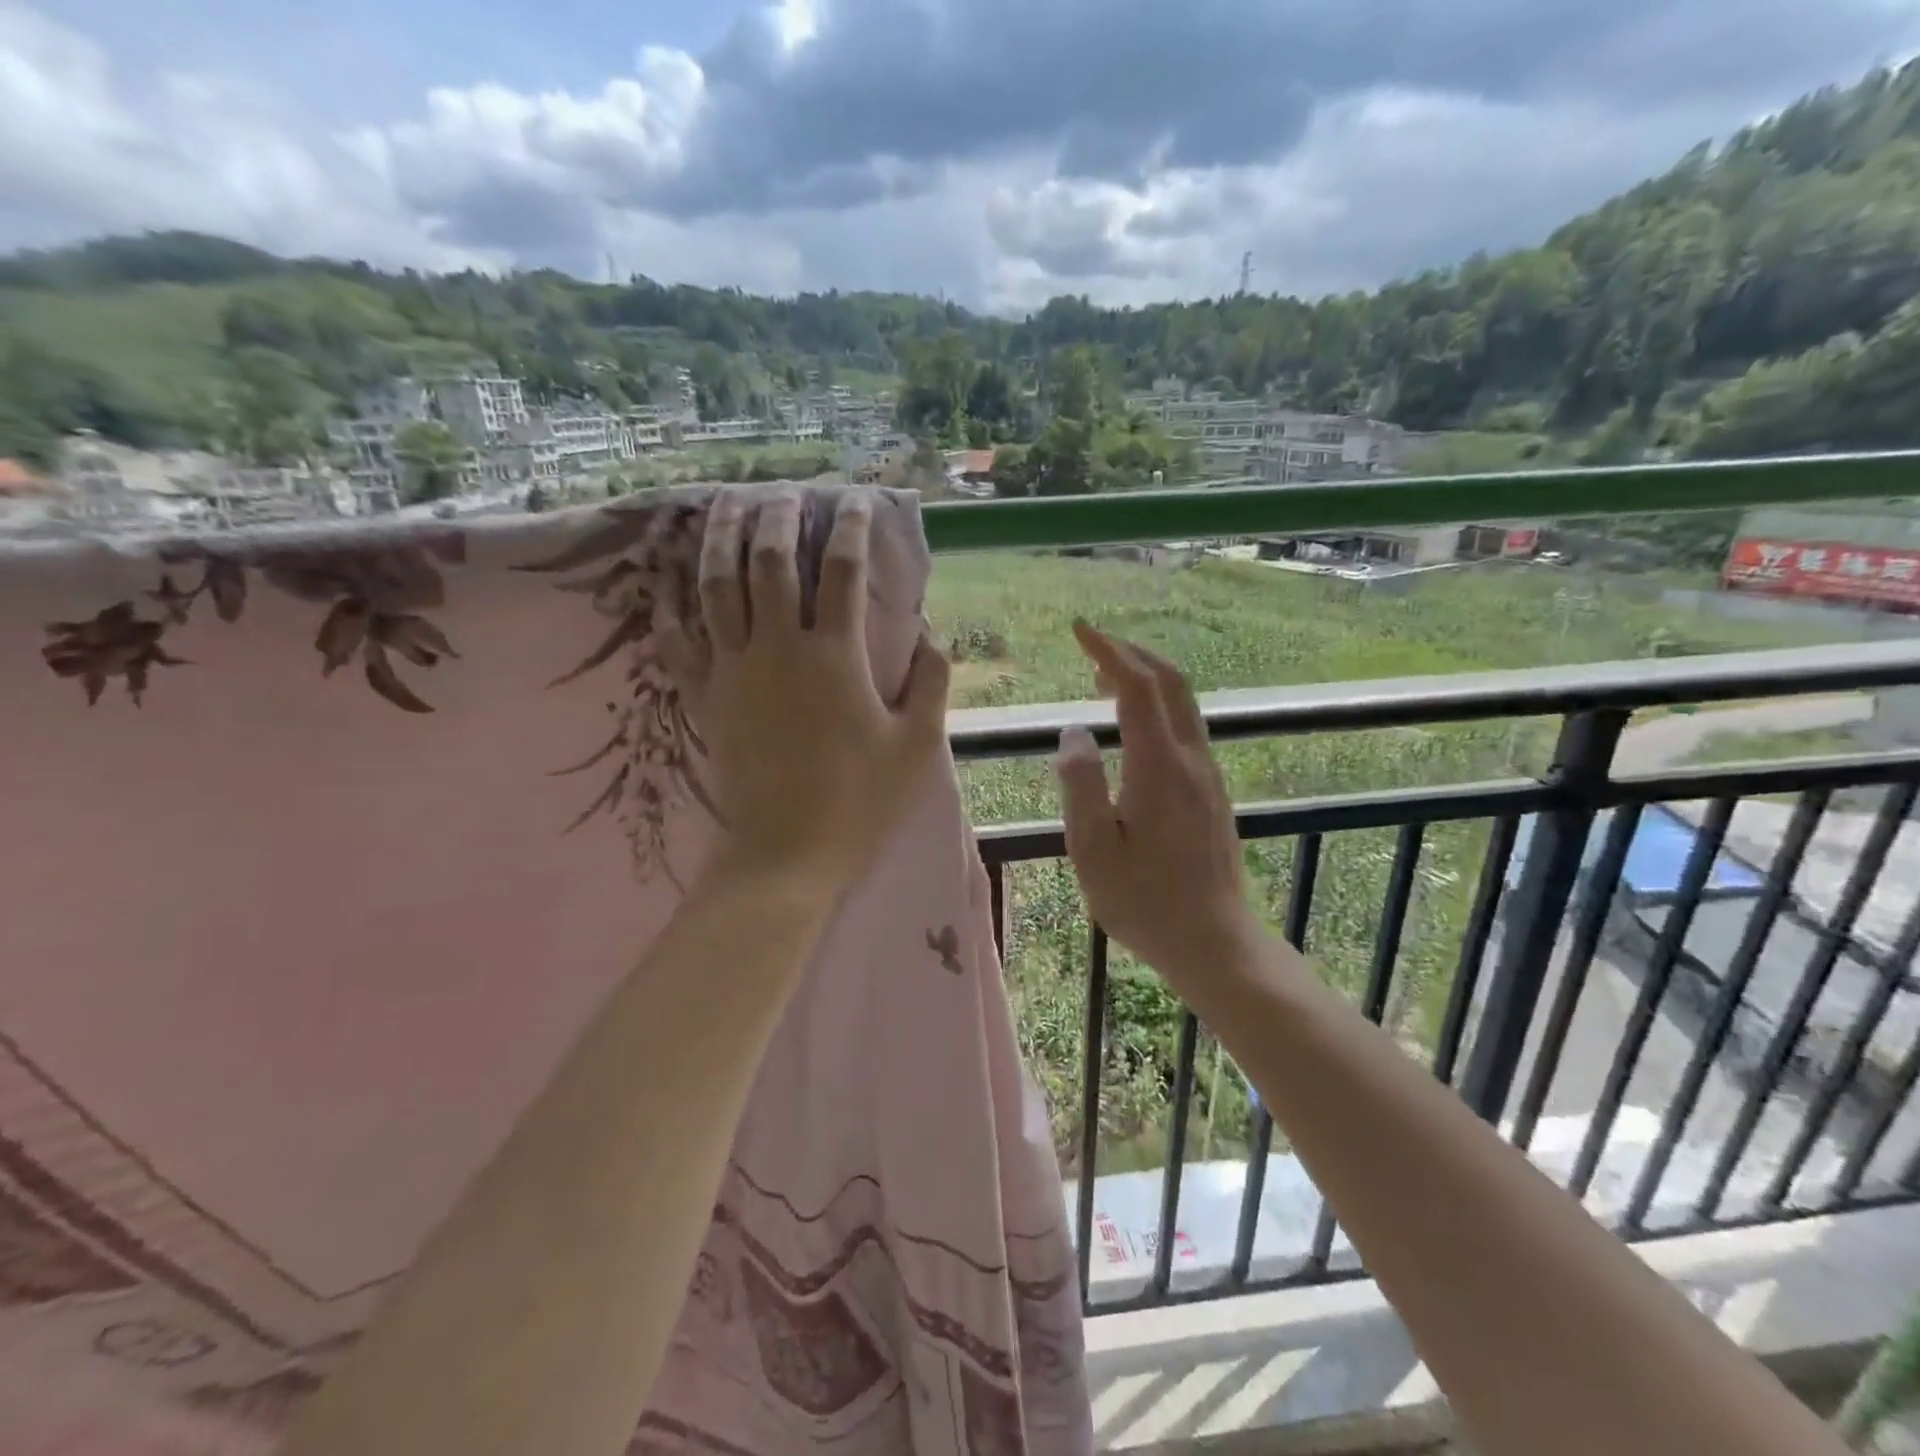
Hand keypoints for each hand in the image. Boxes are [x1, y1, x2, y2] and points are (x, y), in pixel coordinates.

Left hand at [656, 490, 950, 896]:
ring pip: (716, 584)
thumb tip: (932, 632)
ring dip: (720, 536)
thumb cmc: (859, 803)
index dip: (849, 526)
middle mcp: (778, 648)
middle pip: (770, 560)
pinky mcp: (703, 697)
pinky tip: (669, 574)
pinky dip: (670, 600)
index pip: (842, 570)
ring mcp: (732, 670)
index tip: (854, 500)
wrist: (786, 856)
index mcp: (835, 657)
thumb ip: (931, 682)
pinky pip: (677, 637)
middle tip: (785, 492)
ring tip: (725, 503)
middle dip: (778, 515)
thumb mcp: (917, 746)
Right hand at [1054, 621, 1262, 986]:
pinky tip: (1134, 726)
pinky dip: (1158, 706)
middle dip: (1132, 653)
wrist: (1214, 942)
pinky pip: (1186, 728)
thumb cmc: (1145, 902)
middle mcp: (1191, 759)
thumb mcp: (1094, 849)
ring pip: (1183, 704)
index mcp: (1159, 767)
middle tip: (1093, 645)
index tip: (1080, 630)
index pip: (1136, 687)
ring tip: (1106, 678)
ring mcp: (1208, 775)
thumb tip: (1074, 733)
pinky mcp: (1212, 792)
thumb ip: (1082, 785)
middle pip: (1170, 683)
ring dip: (1147, 678)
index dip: (1108, 651)